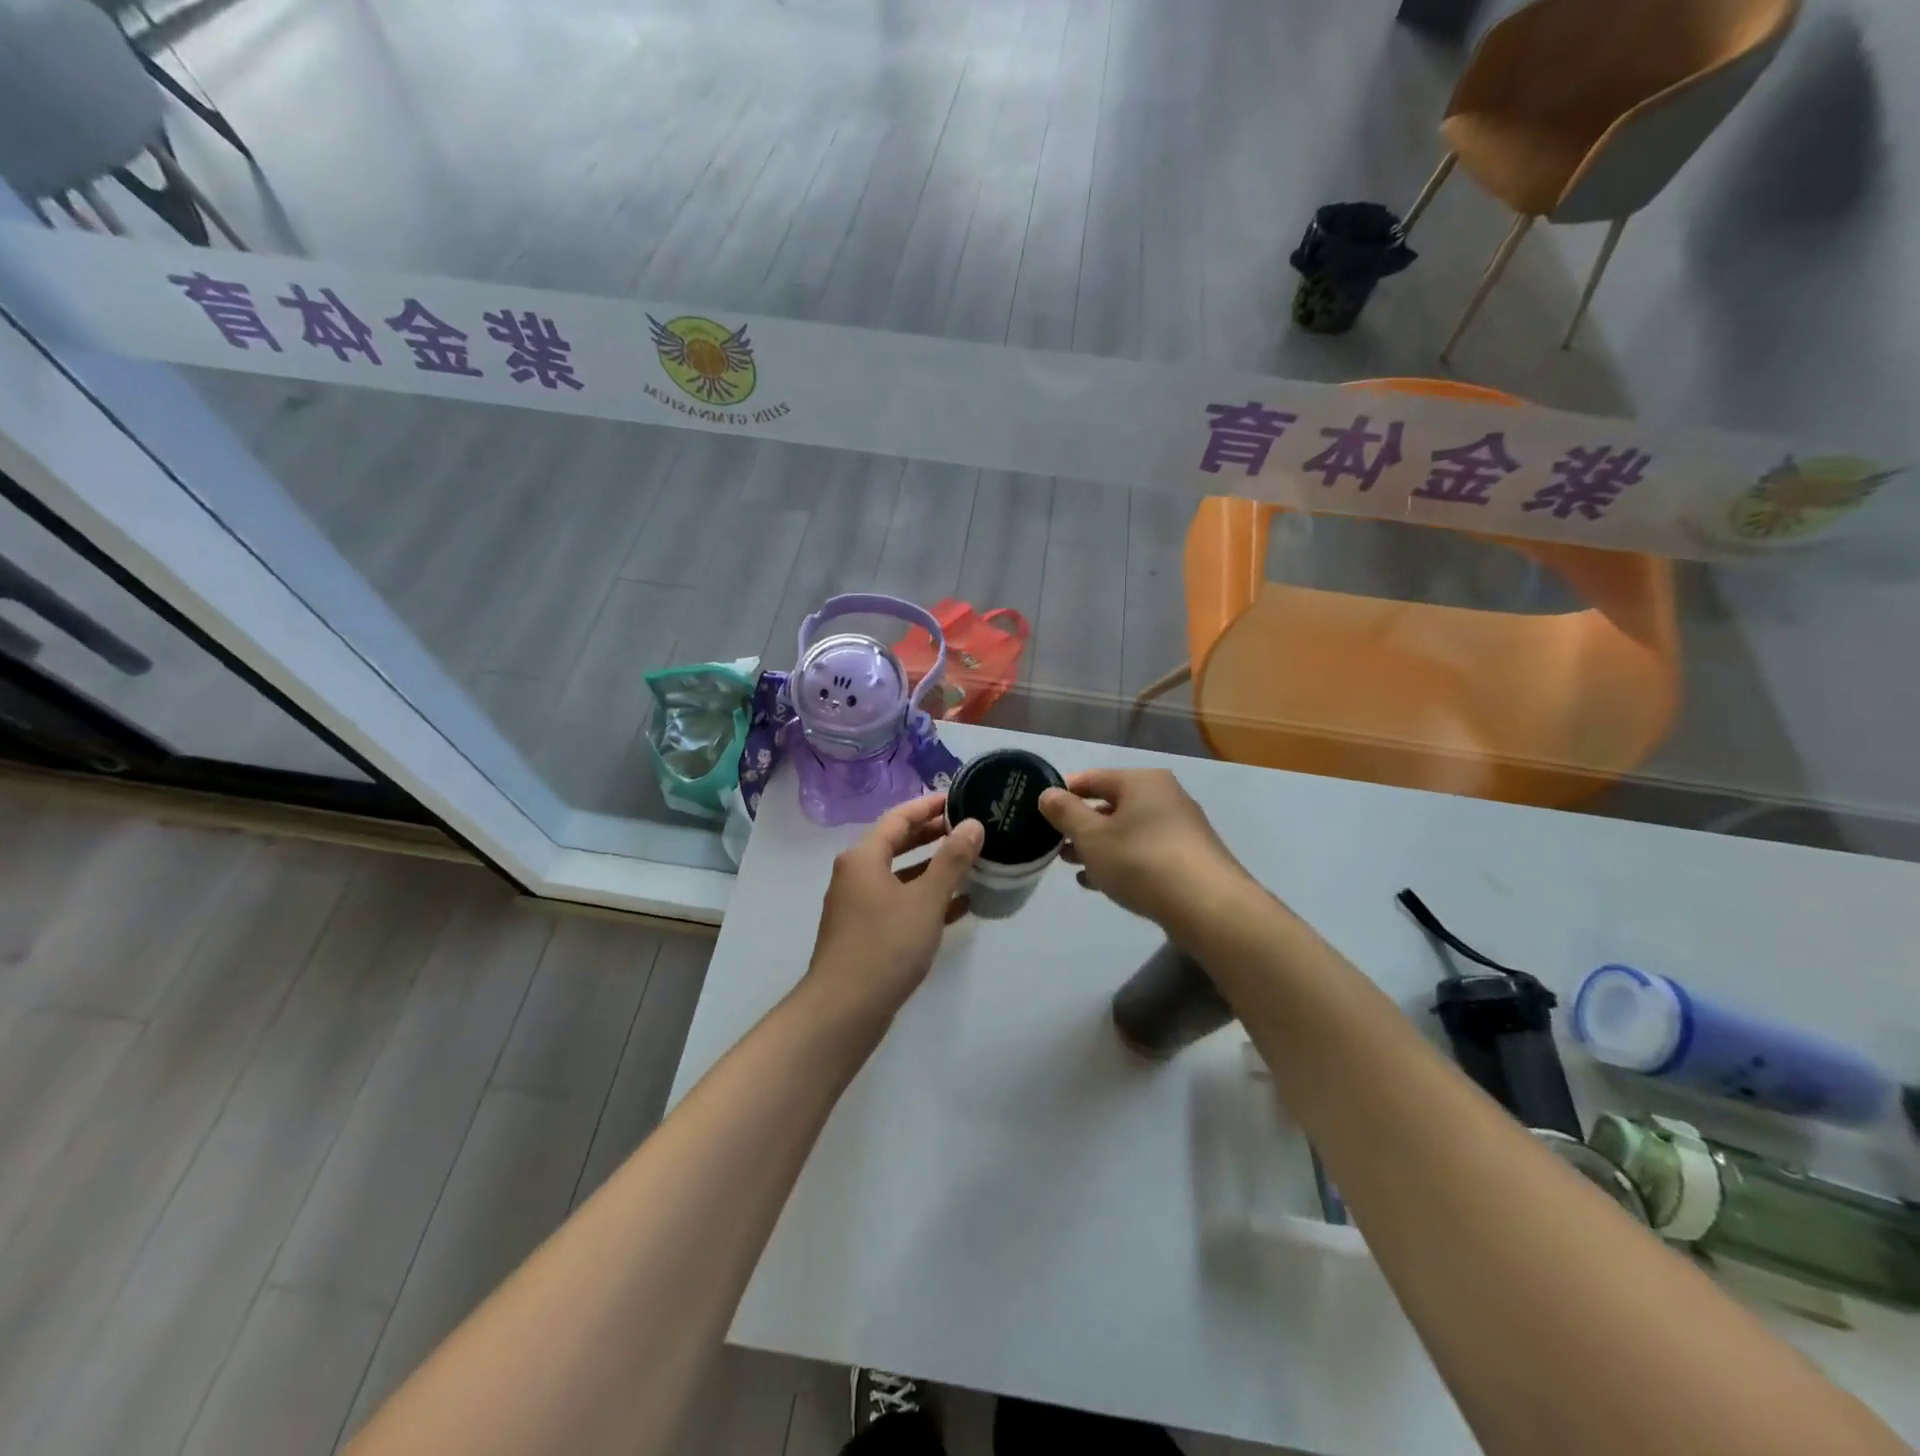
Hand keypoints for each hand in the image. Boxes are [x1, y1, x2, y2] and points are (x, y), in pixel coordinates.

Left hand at [804, 792, 984, 1018]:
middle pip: (897, 843)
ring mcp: (859, 905)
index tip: (959, 798)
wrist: (844, 1010)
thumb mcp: (926, 899)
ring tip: (971, 862)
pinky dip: (926, 899)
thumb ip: (952, 860)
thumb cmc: (886, 945)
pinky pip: (900, 903)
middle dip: (933, 835)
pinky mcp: (866, 933)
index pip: (899, 817)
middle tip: (970, 827)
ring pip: (900, 875)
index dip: (929, 806)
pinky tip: (960, 906)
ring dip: (933, 868)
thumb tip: (972, 824)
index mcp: (863, 857)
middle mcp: (856, 874)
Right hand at [1038, 769, 1253, 931]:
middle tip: (1052, 843)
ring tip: (1070, 864)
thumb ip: (1065, 812)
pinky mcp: (1187, 858)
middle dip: (1080, 824)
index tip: (1039, 812)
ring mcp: (1179, 828)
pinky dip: (1120, 861)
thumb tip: (1047, 794)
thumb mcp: (1092, 836)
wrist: (1207, 906)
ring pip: (1126, 831)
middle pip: (1110, 804)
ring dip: (1097, 846)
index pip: (1091, 778)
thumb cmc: (1141, 860)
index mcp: (1141, 781)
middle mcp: (1164, 796)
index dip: (1063, 793)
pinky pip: (1143, 852)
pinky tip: (1098, 882)